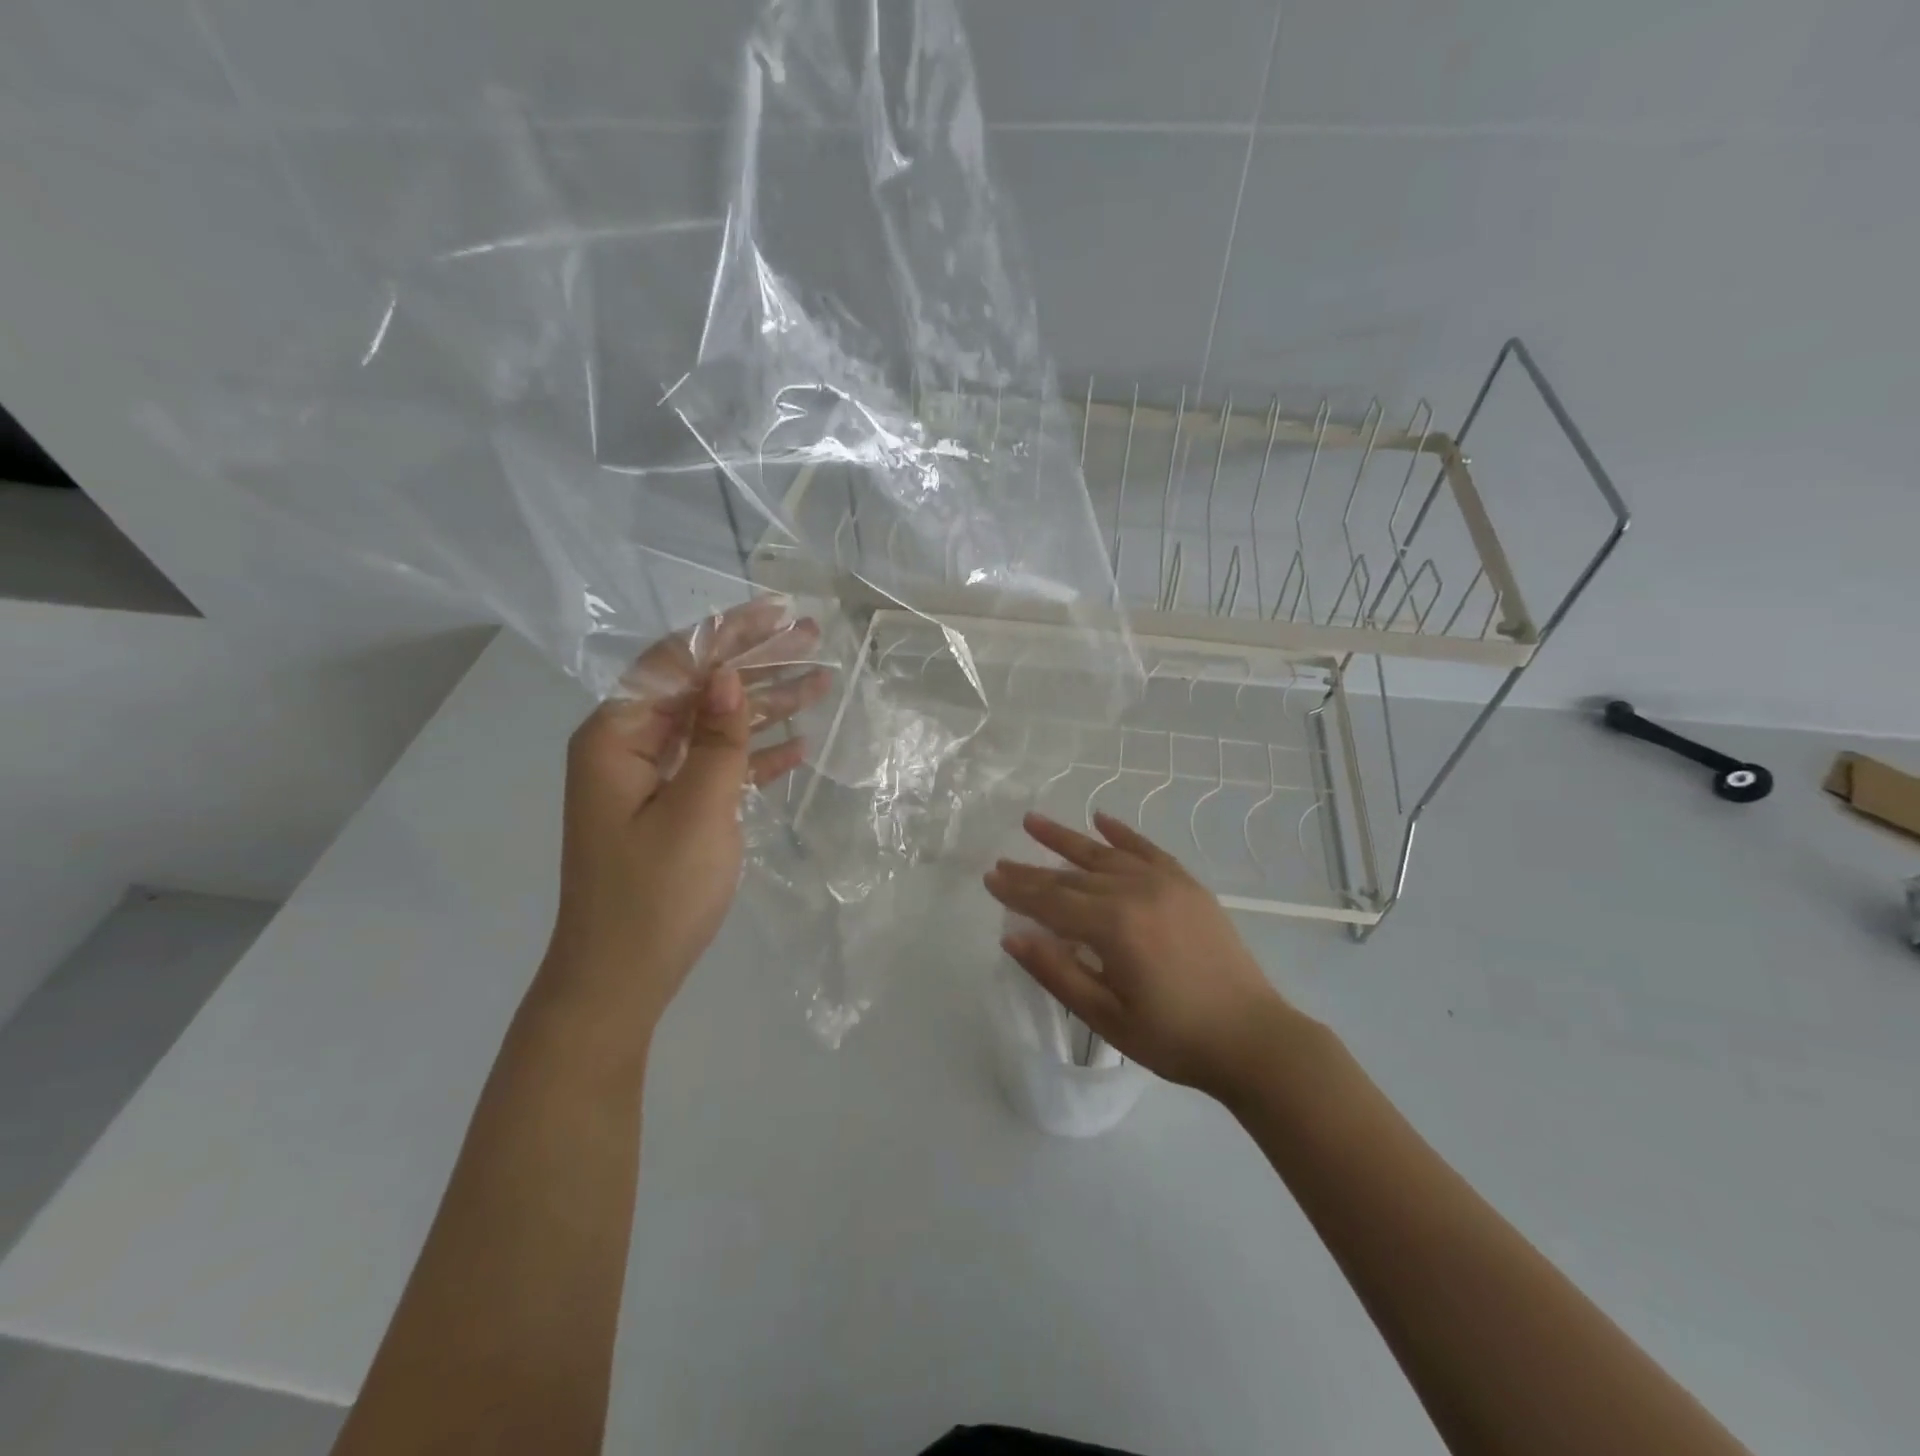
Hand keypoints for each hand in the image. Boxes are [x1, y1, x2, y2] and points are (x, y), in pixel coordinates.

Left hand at [544, 600, 831, 1033]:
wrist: (621, 979)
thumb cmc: (654, 894)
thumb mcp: (695, 811)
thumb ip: (717, 740)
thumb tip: (730, 675)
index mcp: (617, 737)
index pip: (675, 663)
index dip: (729, 634)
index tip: (778, 613)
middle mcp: (630, 747)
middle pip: (699, 688)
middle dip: (755, 662)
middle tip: (811, 638)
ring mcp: (652, 779)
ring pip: (715, 726)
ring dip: (765, 706)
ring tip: (822, 683)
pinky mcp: (673, 809)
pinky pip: (718, 767)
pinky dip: (755, 756)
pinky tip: (798, 745)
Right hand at [984, 811, 1300, 1099]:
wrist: (1253, 1038)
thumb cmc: (1174, 1037)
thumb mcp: (1106, 1017)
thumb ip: (1057, 972)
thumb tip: (1012, 937)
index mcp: (1114, 926)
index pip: (1052, 902)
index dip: (1018, 892)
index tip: (989, 878)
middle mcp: (1136, 891)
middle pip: (1072, 876)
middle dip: (1033, 870)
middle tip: (1002, 861)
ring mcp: (1165, 883)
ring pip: (1104, 854)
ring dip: (1067, 838)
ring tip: (1033, 821)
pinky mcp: (1187, 885)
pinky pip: (1147, 849)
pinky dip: (1121, 833)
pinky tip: (1100, 819)